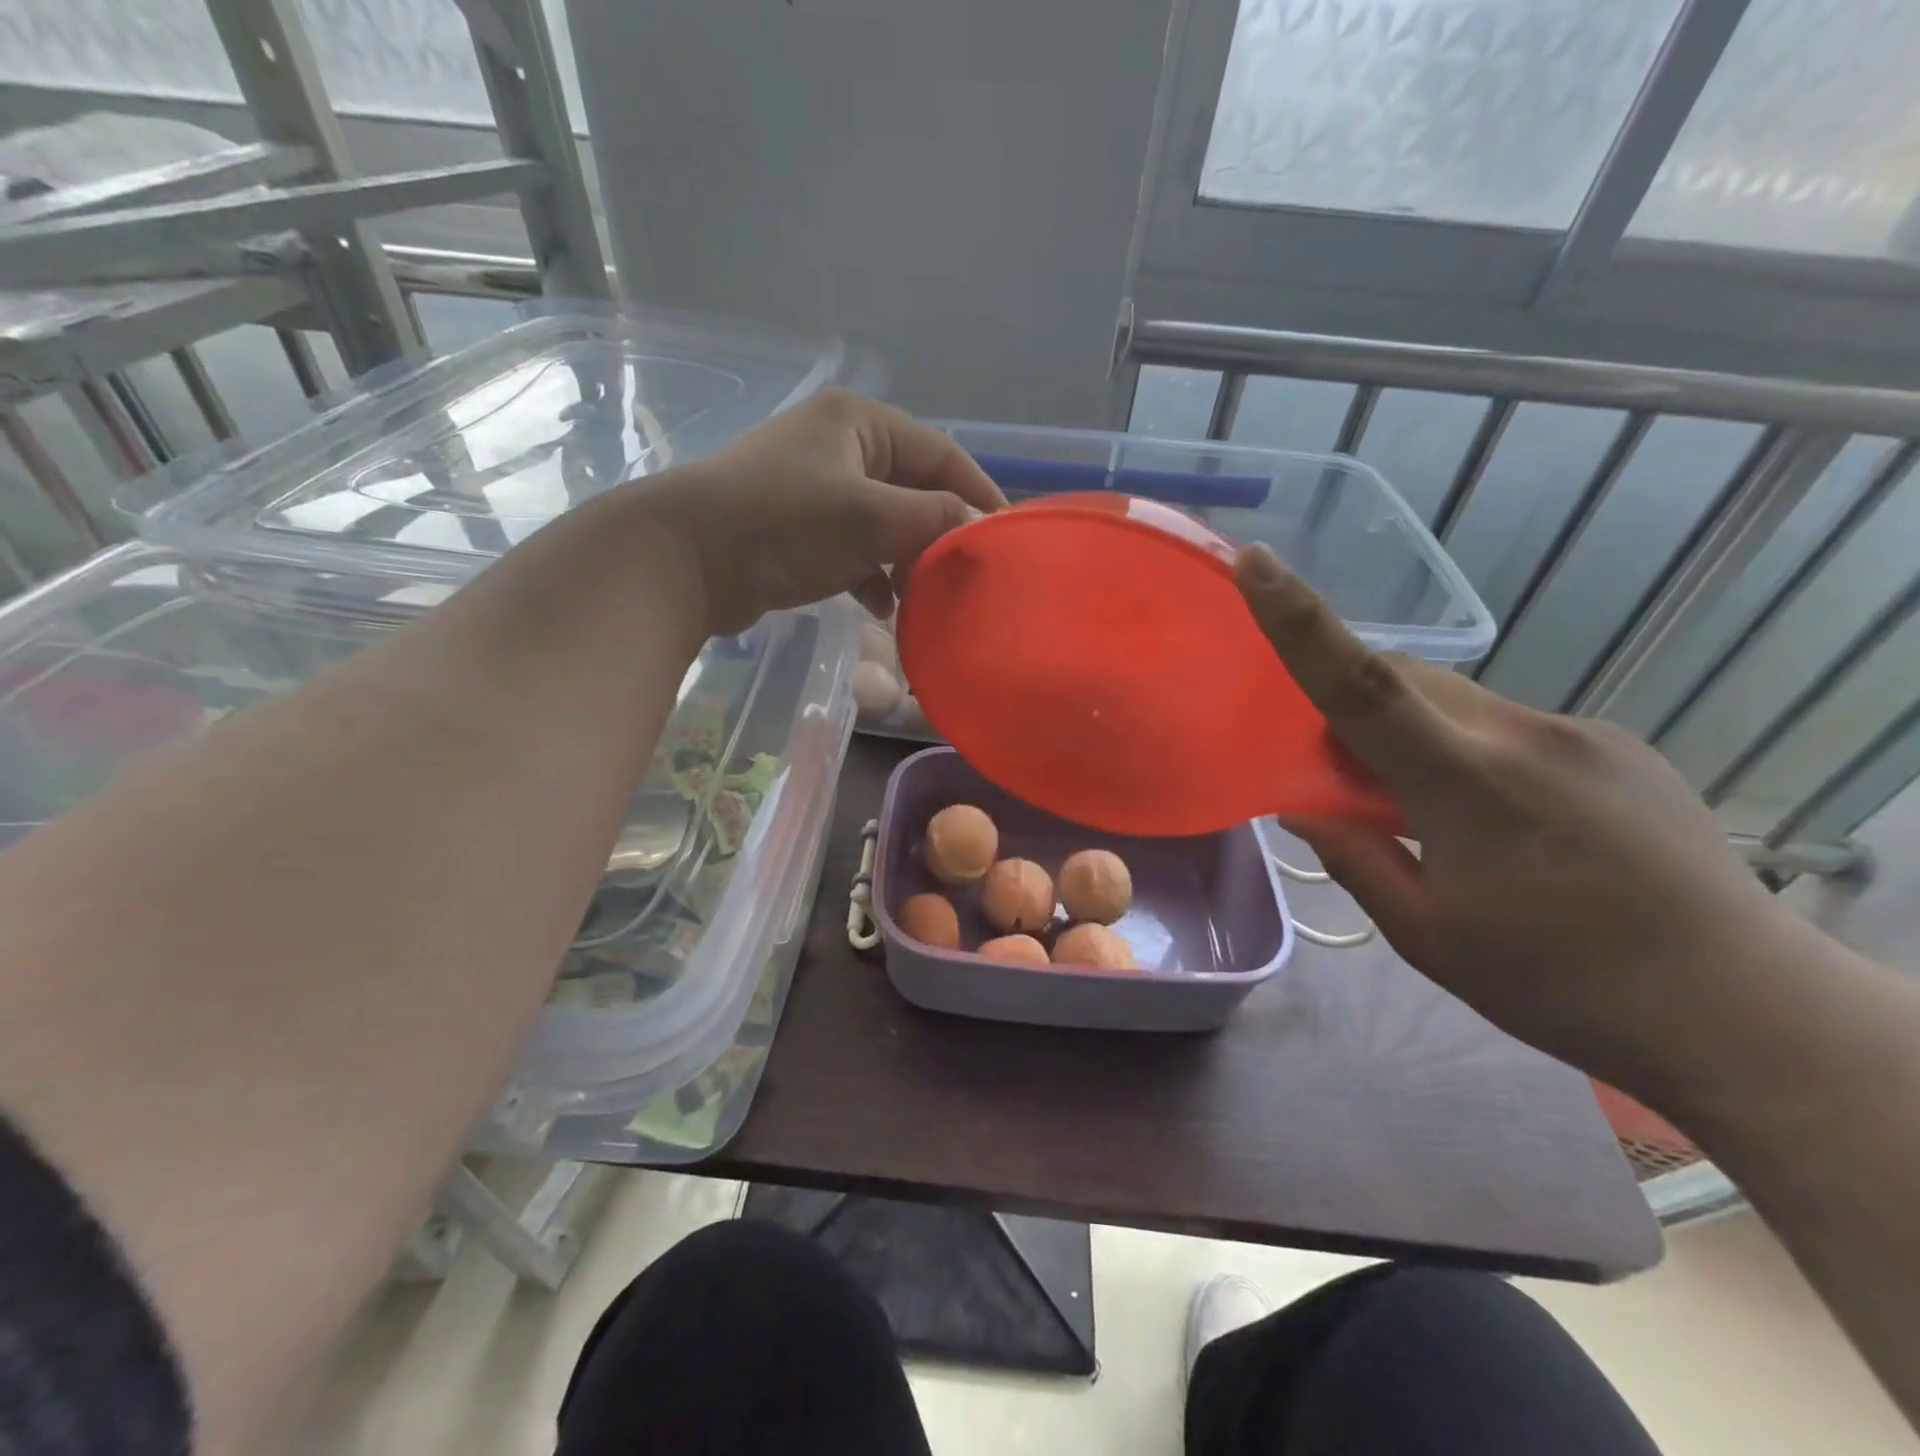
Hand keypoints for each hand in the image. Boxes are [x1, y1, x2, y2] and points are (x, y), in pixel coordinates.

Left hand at [630, 390, 1005, 636]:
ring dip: (907, 562)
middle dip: (939, 536)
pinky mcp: (799, 533)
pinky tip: (883, 608)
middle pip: (914, 491)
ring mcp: (817, 492)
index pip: (941, 453)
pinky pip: (855, 552)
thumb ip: (934, 519)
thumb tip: (980, 531)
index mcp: (859, 423)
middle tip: (964, 577)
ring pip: (886, 526)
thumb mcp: (869, 516)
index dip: (978, 493)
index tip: (1007, 537)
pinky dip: (873, 578)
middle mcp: (840, 448)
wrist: (685, 560)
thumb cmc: (782, 523)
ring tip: (925, 599)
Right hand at [1234, 543, 1799, 1093]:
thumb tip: (1302, 804)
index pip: (1363, 686)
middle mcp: (1522, 735)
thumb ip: (1353, 857)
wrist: (1744, 1010)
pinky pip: (1505, 723)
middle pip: (1404, 679)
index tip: (1257, 562)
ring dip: (1412, 731)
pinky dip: (1466, 747)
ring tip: (1429, 809)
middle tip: (1344, 772)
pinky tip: (1500, 817)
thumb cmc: (1557, 985)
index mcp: (1466, 786)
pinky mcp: (1615, 744)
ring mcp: (1577, 733)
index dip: (1301, 622)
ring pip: (1454, 701)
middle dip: (1354, 703)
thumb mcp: (1426, 936)